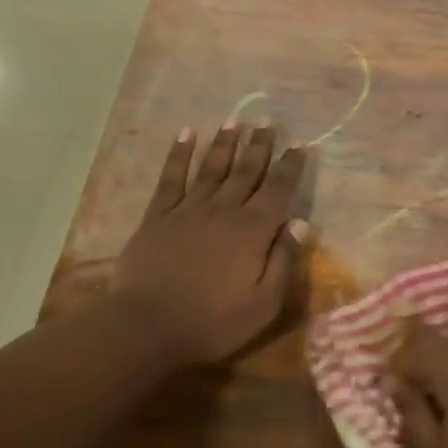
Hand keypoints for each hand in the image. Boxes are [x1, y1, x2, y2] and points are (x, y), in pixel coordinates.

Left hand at [111, 122, 308, 365]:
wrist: (146, 327)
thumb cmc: (212, 322)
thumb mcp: (263, 304)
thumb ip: (284, 261)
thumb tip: (300, 223)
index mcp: (252, 231)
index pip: (278, 190)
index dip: (290, 167)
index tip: (300, 145)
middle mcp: (223, 211)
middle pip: (246, 171)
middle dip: (259, 145)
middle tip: (268, 121)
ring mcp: (188, 210)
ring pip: (212, 168)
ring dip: (225, 143)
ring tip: (235, 120)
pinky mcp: (157, 217)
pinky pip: (171, 178)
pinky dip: (179, 154)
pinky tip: (186, 134)